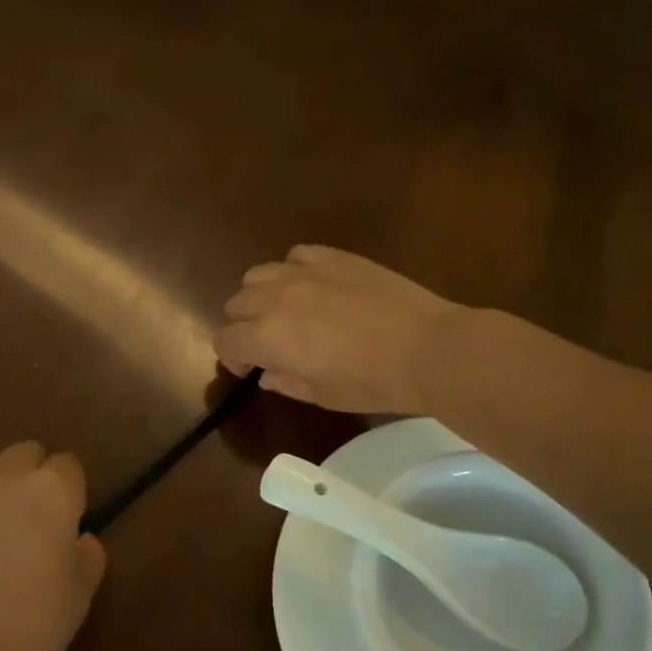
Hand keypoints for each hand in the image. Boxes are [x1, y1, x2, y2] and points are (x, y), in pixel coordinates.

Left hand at [0, 441, 106, 650]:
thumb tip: (79, 540)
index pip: (69, 464)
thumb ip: (88, 554)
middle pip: (26, 452)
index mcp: (52, 489)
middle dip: (35, 474)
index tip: (71, 520)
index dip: (73, 490)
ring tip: (1, 531)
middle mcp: (7, 480)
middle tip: (38, 518)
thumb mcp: (83, 590)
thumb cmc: (40, 622)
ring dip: (1, 488)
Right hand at [213, 245, 465, 412]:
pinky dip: (293, 271)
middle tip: (269, 344)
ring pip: (258, 275)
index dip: (232, 359)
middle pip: (236, 304)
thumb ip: (287, 382)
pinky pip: (295, 255)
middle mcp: (274, 298)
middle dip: (244, 326)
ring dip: (261, 295)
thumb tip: (268, 375)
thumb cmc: (371, 383)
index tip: (250, 371)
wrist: (425, 348)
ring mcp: (304, 272)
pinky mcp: (333, 256)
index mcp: (266, 338)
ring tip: (285, 311)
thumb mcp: (323, 395)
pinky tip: (312, 286)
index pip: (226, 341)